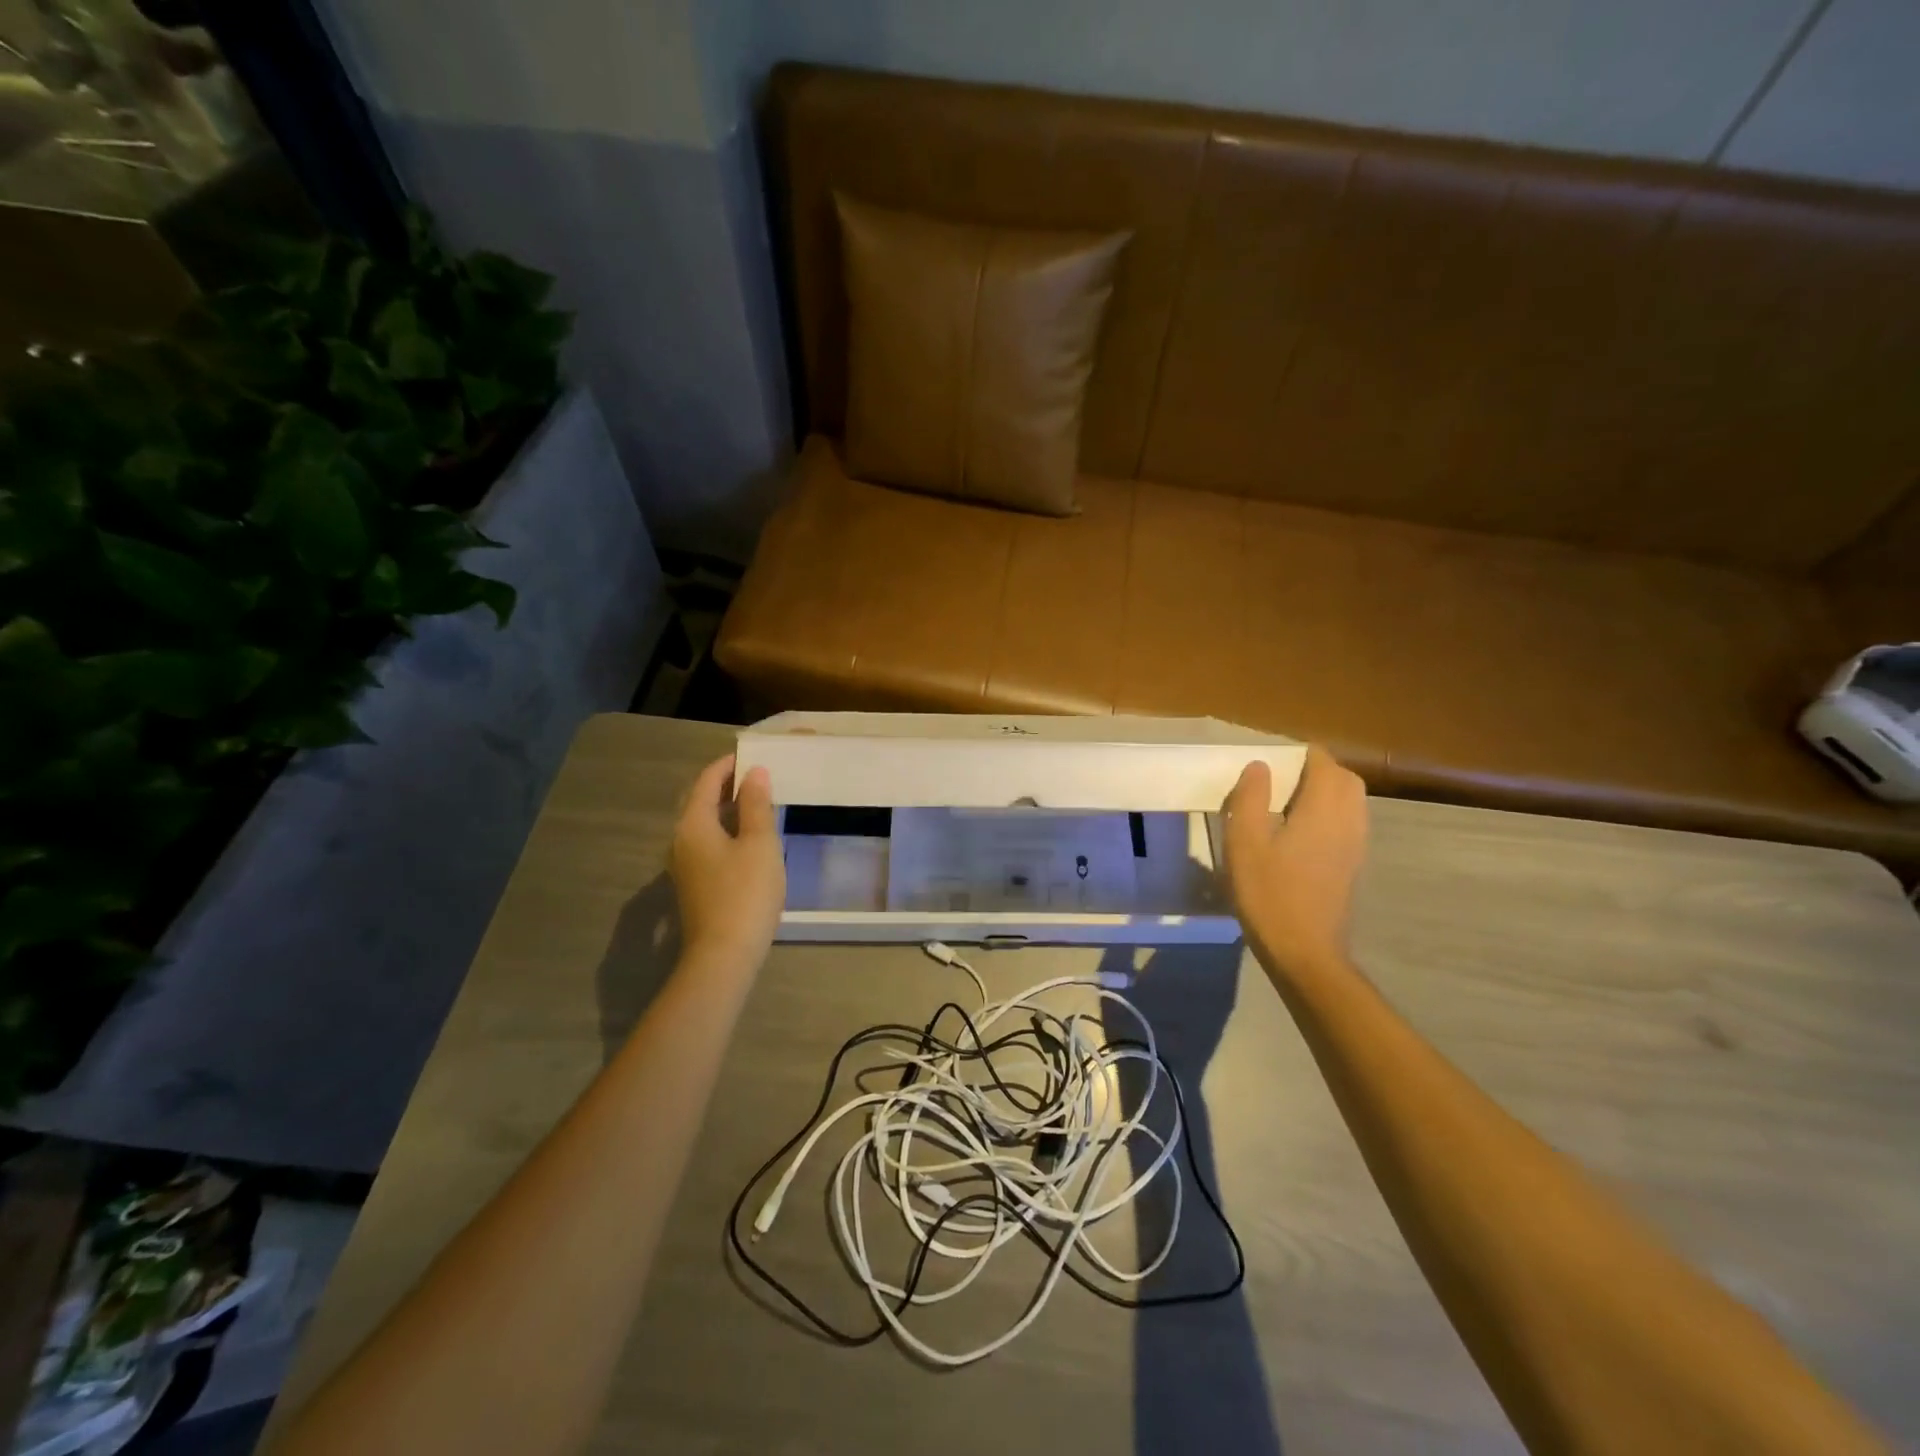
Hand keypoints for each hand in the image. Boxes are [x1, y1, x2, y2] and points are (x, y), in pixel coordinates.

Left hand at [670, 754, 785, 972]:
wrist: (724, 955)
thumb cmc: (745, 892)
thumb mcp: (759, 843)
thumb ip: (757, 805)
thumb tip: (755, 773)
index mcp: (693, 824)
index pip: (706, 780)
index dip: (729, 764)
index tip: (753, 754)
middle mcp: (681, 840)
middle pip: (702, 801)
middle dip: (729, 786)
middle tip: (761, 776)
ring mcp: (684, 864)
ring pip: (706, 824)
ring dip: (730, 810)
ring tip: (761, 803)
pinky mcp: (694, 884)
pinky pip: (709, 844)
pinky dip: (728, 831)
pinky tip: (751, 839)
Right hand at [1223, 746, 1368, 979]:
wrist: (1305, 951)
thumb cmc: (1269, 893)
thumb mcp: (1244, 842)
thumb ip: (1250, 798)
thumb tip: (1259, 766)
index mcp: (1323, 808)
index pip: (1322, 762)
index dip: (1298, 754)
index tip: (1269, 761)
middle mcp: (1348, 820)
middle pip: (1343, 778)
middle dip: (1316, 770)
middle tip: (1279, 779)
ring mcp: (1356, 844)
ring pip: (1350, 801)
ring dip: (1325, 793)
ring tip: (1287, 804)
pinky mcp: (1353, 865)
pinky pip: (1349, 823)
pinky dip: (1329, 815)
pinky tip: (1299, 833)